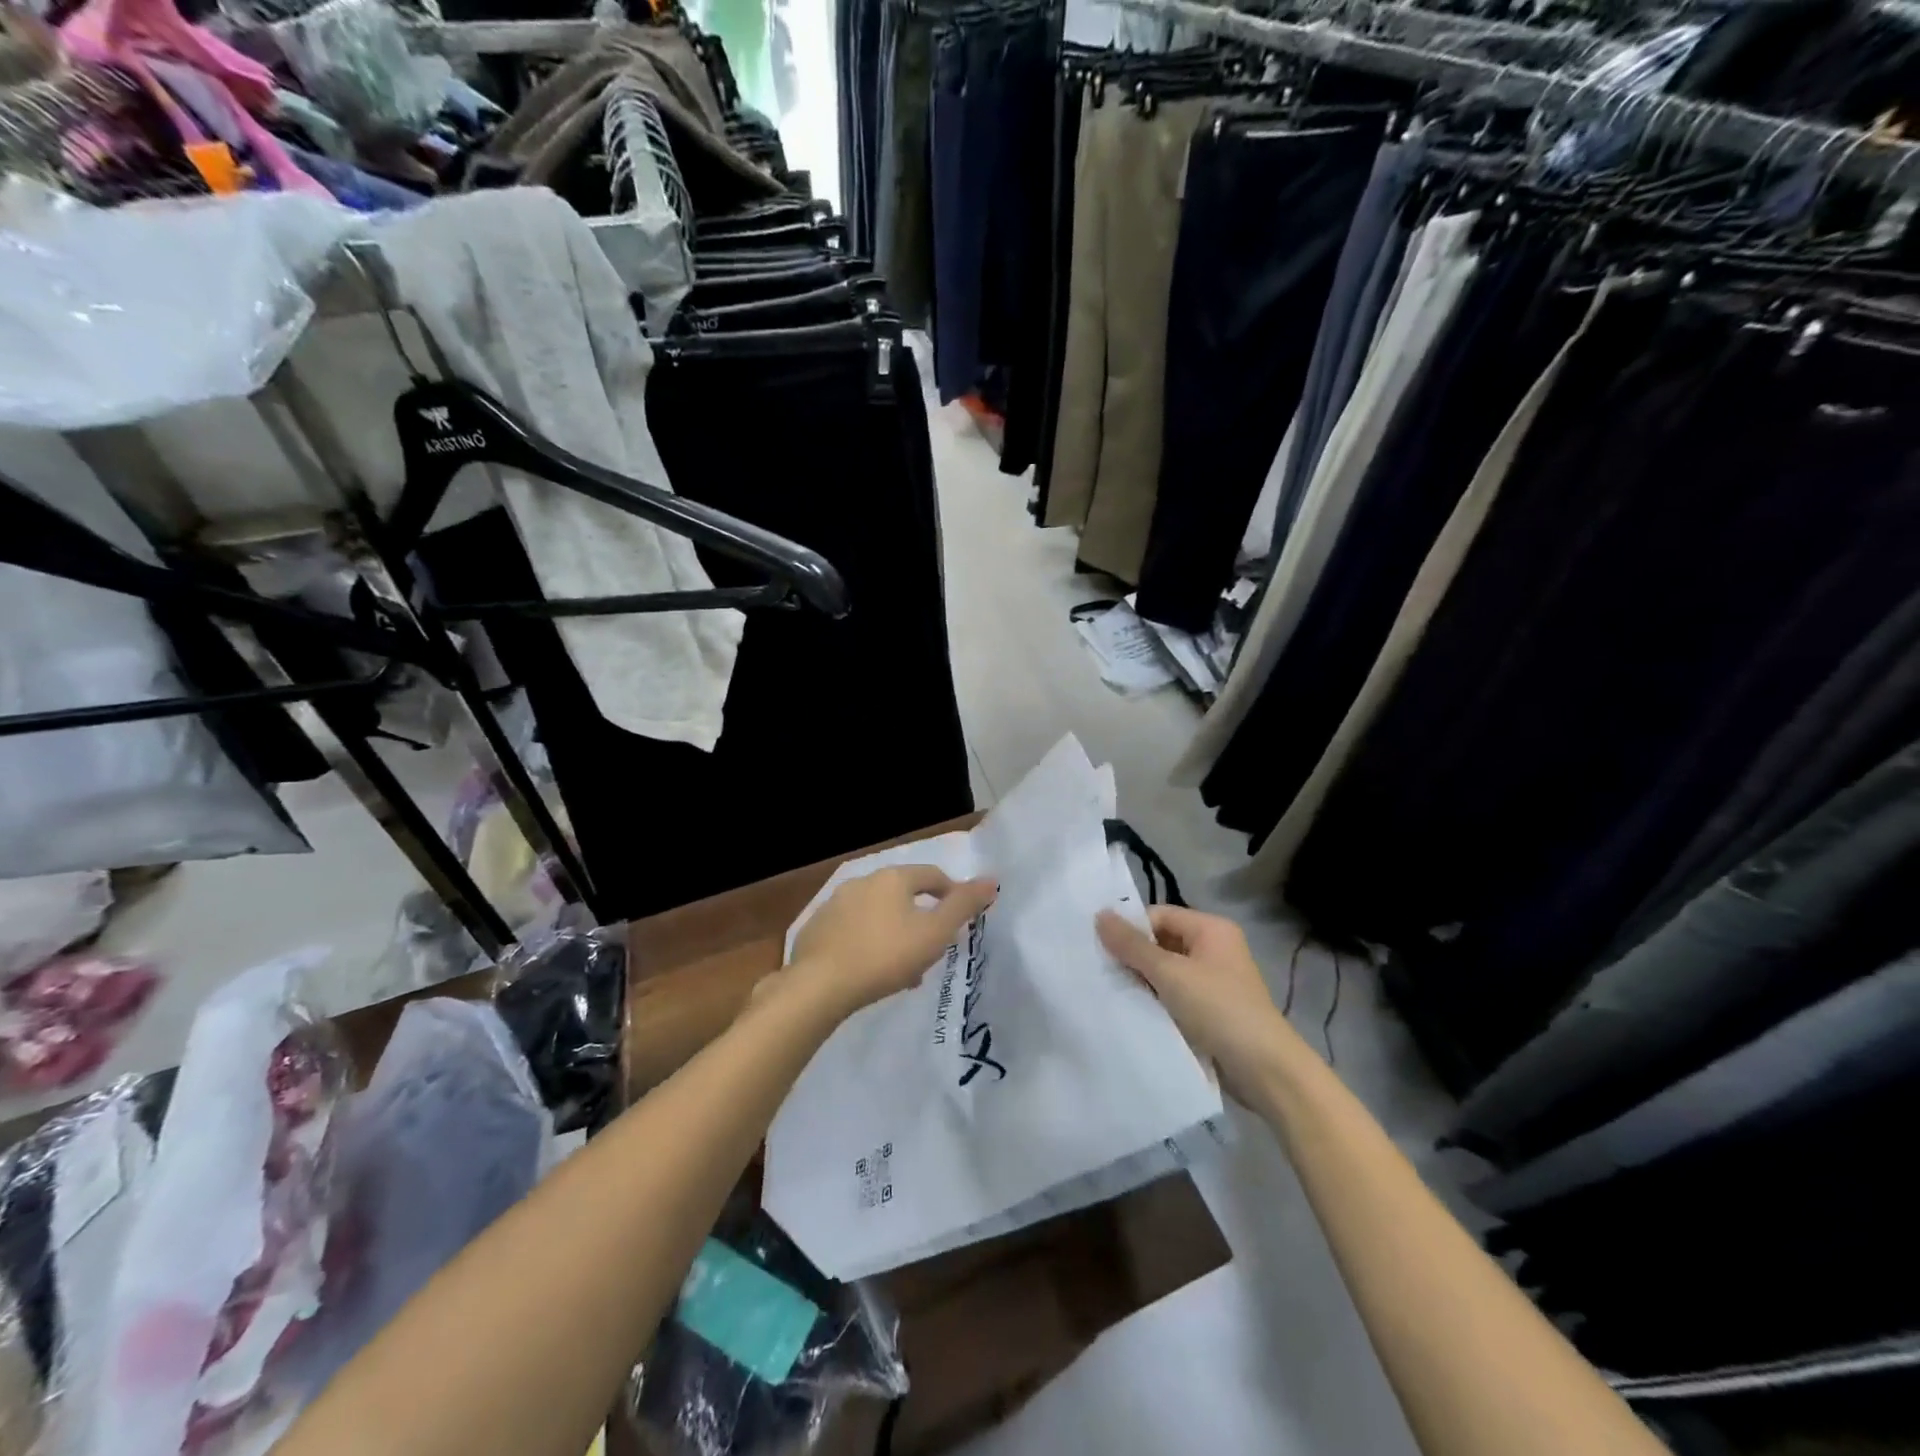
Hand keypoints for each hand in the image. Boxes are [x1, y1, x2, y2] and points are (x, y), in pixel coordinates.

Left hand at [790, 865, 998, 1015]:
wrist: (819, 985)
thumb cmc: (885, 956)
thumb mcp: (934, 933)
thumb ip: (963, 906)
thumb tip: (992, 881)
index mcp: (893, 878)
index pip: (933, 876)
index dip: (952, 894)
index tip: (961, 920)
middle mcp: (863, 881)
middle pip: (904, 895)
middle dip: (922, 920)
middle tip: (932, 951)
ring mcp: (835, 904)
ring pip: (878, 915)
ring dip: (895, 934)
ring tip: (903, 970)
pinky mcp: (816, 928)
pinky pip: (853, 931)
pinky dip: (868, 943)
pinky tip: (870, 971)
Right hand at [1096, 905, 1303, 1101]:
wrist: (1266, 1071)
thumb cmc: (1219, 1009)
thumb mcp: (1170, 973)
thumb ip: (1132, 945)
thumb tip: (1099, 914)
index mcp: (1211, 928)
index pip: (1159, 915)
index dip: (1131, 929)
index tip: (1101, 949)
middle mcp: (1214, 948)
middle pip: (1161, 941)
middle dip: (1133, 956)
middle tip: (1101, 971)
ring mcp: (1214, 980)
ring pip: (1166, 971)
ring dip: (1143, 981)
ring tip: (1112, 992)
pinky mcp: (1211, 1009)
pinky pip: (1175, 994)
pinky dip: (1156, 1000)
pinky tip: (1134, 1010)